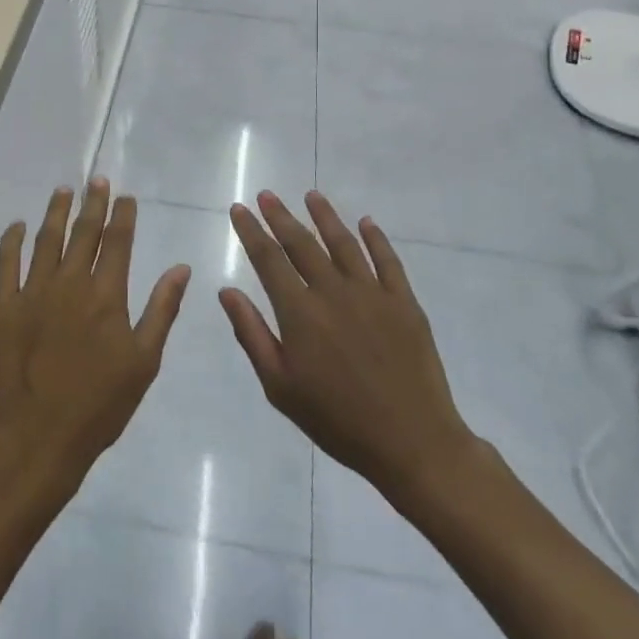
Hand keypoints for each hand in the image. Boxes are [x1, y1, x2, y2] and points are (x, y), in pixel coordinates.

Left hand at [0, 180, 190, 495]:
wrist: (39, 435)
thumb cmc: (100, 403)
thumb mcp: (144, 360)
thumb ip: (162, 309)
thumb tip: (181, 268)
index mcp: (106, 294)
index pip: (118, 241)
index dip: (122, 215)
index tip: (125, 196)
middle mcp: (70, 282)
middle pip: (83, 232)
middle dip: (93, 202)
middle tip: (97, 179)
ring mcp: (33, 291)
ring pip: (46, 239)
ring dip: (56, 212)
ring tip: (63, 191)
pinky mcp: (3, 306)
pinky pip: (7, 263)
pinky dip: (12, 241)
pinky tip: (17, 226)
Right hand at [222, 191, 482, 506]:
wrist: (412, 442)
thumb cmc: (337, 420)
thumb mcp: (280, 386)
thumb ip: (252, 334)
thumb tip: (227, 291)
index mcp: (300, 312)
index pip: (268, 259)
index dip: (251, 232)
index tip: (240, 210)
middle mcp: (333, 292)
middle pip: (301, 244)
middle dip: (281, 216)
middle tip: (267, 195)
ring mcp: (372, 293)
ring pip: (343, 243)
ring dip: (325, 216)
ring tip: (311, 195)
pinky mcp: (404, 302)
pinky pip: (388, 260)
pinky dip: (375, 238)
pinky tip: (366, 222)